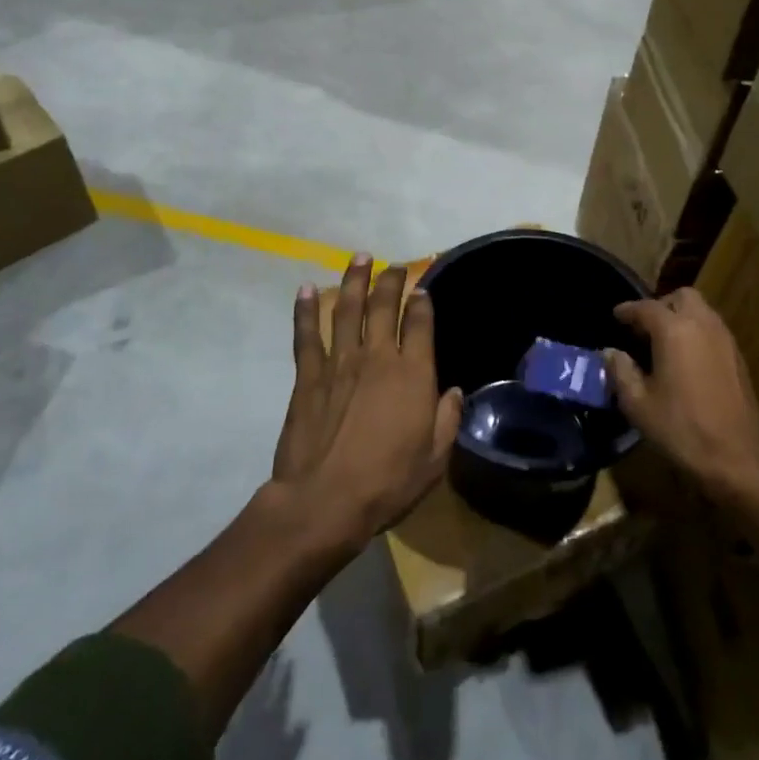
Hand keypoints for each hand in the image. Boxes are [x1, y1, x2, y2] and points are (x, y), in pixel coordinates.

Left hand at [273, 257, 462, 548]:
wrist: (324, 501)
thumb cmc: (387, 483)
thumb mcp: (435, 460)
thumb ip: (447, 420)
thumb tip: (453, 391)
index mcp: (412, 374)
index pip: (419, 323)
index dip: (422, 302)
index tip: (422, 288)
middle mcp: (377, 357)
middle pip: (384, 306)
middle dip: (390, 281)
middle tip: (394, 266)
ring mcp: (340, 362)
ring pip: (347, 309)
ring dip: (353, 280)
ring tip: (359, 258)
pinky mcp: (309, 376)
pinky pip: (307, 334)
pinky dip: (305, 310)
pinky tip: (305, 289)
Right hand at [605, 288, 758, 497]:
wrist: (737, 460)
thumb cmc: (681, 430)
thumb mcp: (638, 405)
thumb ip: (621, 372)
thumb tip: (611, 353)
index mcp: (674, 331)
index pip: (645, 307)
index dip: (627, 310)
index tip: (616, 316)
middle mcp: (703, 325)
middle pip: (681, 297)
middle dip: (661, 306)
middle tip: (644, 328)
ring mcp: (725, 340)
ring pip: (701, 311)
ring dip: (681, 317)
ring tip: (663, 343)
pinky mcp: (738, 358)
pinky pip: (713, 330)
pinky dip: (697, 333)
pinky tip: (686, 360)